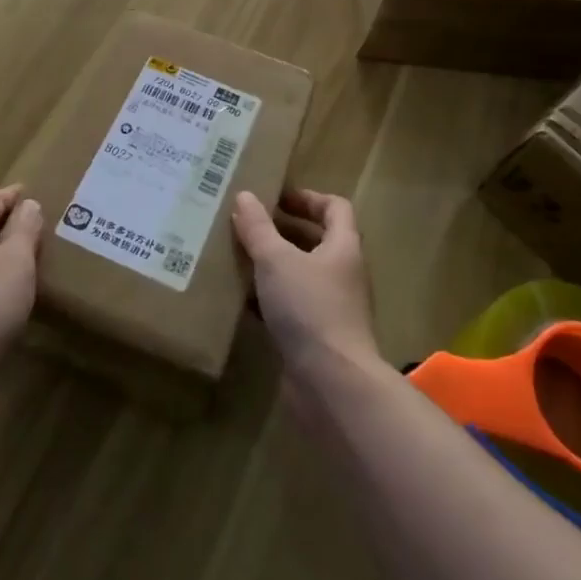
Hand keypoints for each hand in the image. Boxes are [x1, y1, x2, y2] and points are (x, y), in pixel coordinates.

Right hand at [232, 189, 380, 380]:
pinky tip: (241, 299)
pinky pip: (291, 307)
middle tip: (248, 224)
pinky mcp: (316, 337)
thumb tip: (244, 195)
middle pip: (316, 241)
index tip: (275, 198)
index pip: (335, 208)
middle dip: (283, 231)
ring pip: (300, 275)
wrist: (332, 383)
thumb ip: (258, 228)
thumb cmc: (310, 308)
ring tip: (237, 256)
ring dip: (272, 265)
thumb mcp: (276, 260)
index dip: (307, 198)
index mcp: (343, 247)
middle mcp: (342, 274)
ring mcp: (331, 308)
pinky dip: (268, 299)